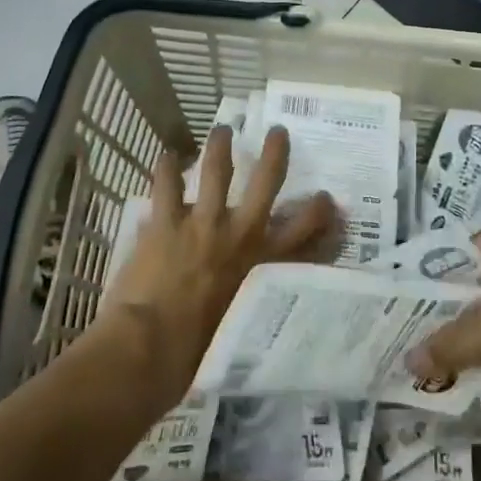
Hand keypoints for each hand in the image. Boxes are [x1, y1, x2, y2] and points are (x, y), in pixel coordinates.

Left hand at [106, 125, 336, 399]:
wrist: (153, 350)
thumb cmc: (199, 352)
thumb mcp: (243, 326)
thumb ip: (252, 302)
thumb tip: (251, 298)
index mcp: (262, 264)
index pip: (303, 232)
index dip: (319, 212)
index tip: (328, 197)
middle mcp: (240, 234)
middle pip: (266, 182)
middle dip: (274, 153)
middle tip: (277, 131)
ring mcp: (202, 223)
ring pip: (216, 171)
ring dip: (220, 146)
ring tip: (222, 128)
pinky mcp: (166, 222)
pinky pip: (165, 186)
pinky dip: (165, 168)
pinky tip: (164, 153)